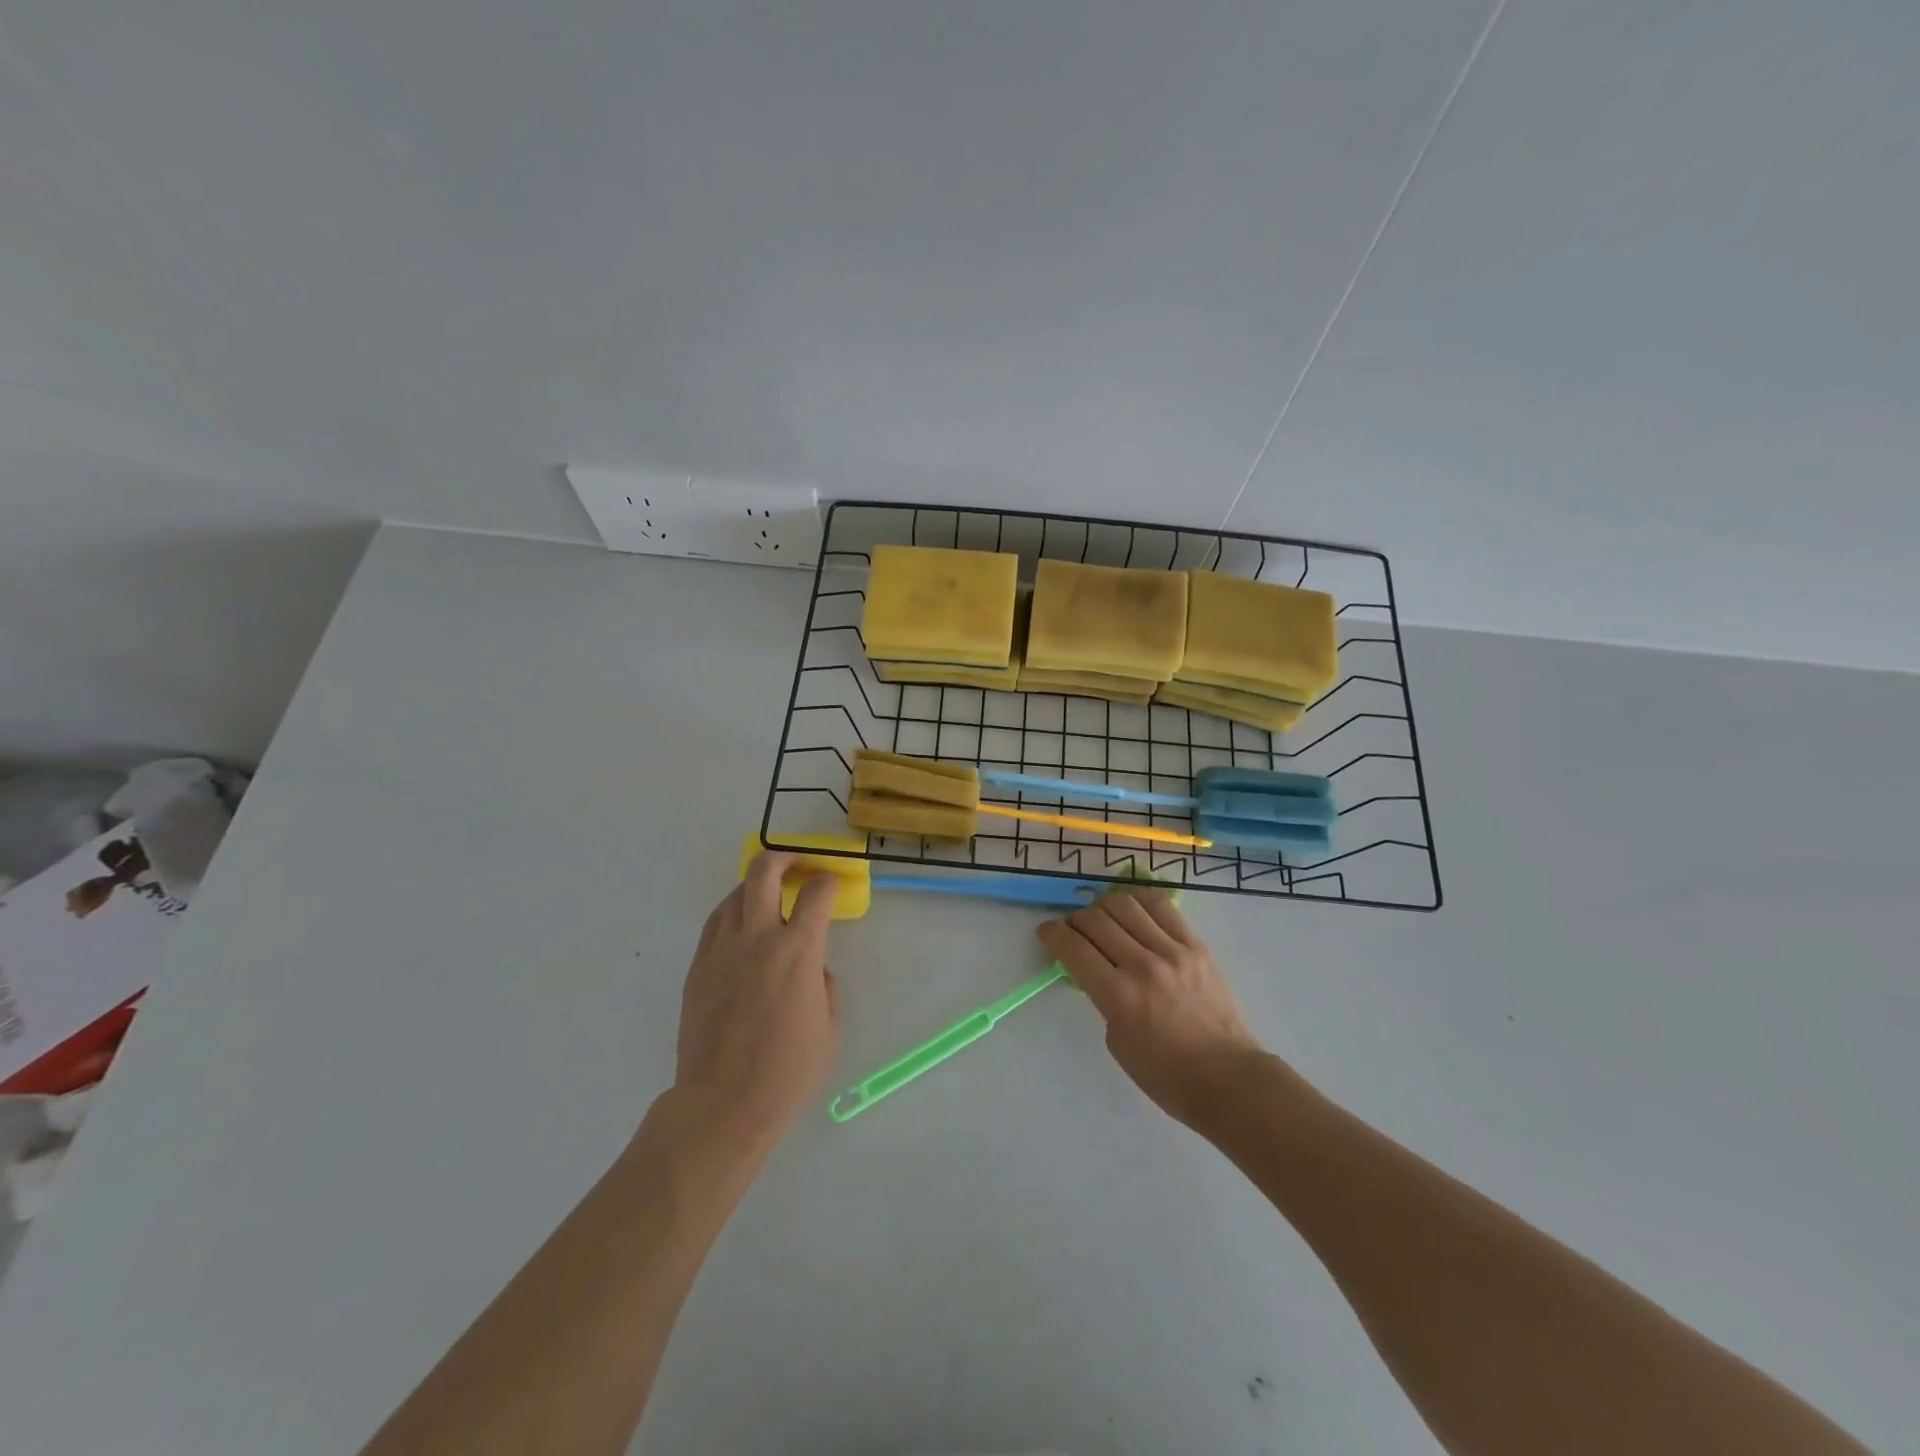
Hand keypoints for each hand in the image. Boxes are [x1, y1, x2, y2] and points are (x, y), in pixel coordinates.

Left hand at [666, 853, 839, 1165]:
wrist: (724, 1103)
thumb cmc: (788, 1070)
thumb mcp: (830, 1026)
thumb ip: (824, 984)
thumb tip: (811, 967)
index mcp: (798, 949)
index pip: (817, 892)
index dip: (829, 879)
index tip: (832, 883)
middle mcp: (758, 936)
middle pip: (765, 872)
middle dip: (785, 858)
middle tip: (797, 864)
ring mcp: (722, 949)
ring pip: (735, 894)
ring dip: (756, 886)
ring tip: (768, 896)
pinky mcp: (698, 967)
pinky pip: (715, 923)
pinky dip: (732, 913)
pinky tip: (741, 926)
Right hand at [1037, 888, 1261, 1128]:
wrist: (1227, 1078)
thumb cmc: (1165, 1074)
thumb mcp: (1117, 1041)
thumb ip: (1102, 998)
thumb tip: (1096, 969)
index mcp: (1118, 996)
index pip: (1073, 947)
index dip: (1052, 934)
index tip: (1047, 932)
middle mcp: (1142, 965)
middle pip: (1095, 919)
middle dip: (1075, 920)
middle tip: (1075, 930)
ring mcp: (1173, 951)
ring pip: (1125, 904)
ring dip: (1104, 906)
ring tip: (1104, 918)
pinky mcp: (1196, 945)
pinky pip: (1161, 907)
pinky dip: (1139, 902)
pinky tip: (1133, 910)